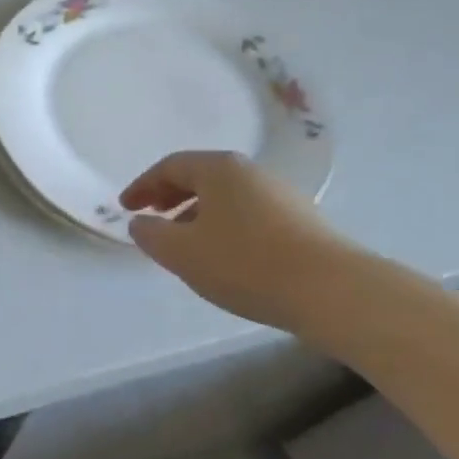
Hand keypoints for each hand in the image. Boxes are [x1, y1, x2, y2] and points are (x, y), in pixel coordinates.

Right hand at [121, 151, 353, 331]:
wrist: (332, 291)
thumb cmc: (245, 263)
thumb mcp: (182, 252)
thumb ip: (151, 234)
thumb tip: (141, 222)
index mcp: (219, 169)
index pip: (170, 166)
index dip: (142, 186)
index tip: (126, 207)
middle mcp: (251, 172)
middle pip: (200, 176)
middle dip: (170, 196)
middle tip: (152, 217)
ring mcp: (281, 195)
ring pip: (226, 197)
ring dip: (197, 213)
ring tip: (185, 243)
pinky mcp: (302, 221)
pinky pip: (248, 214)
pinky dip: (224, 226)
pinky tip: (224, 256)